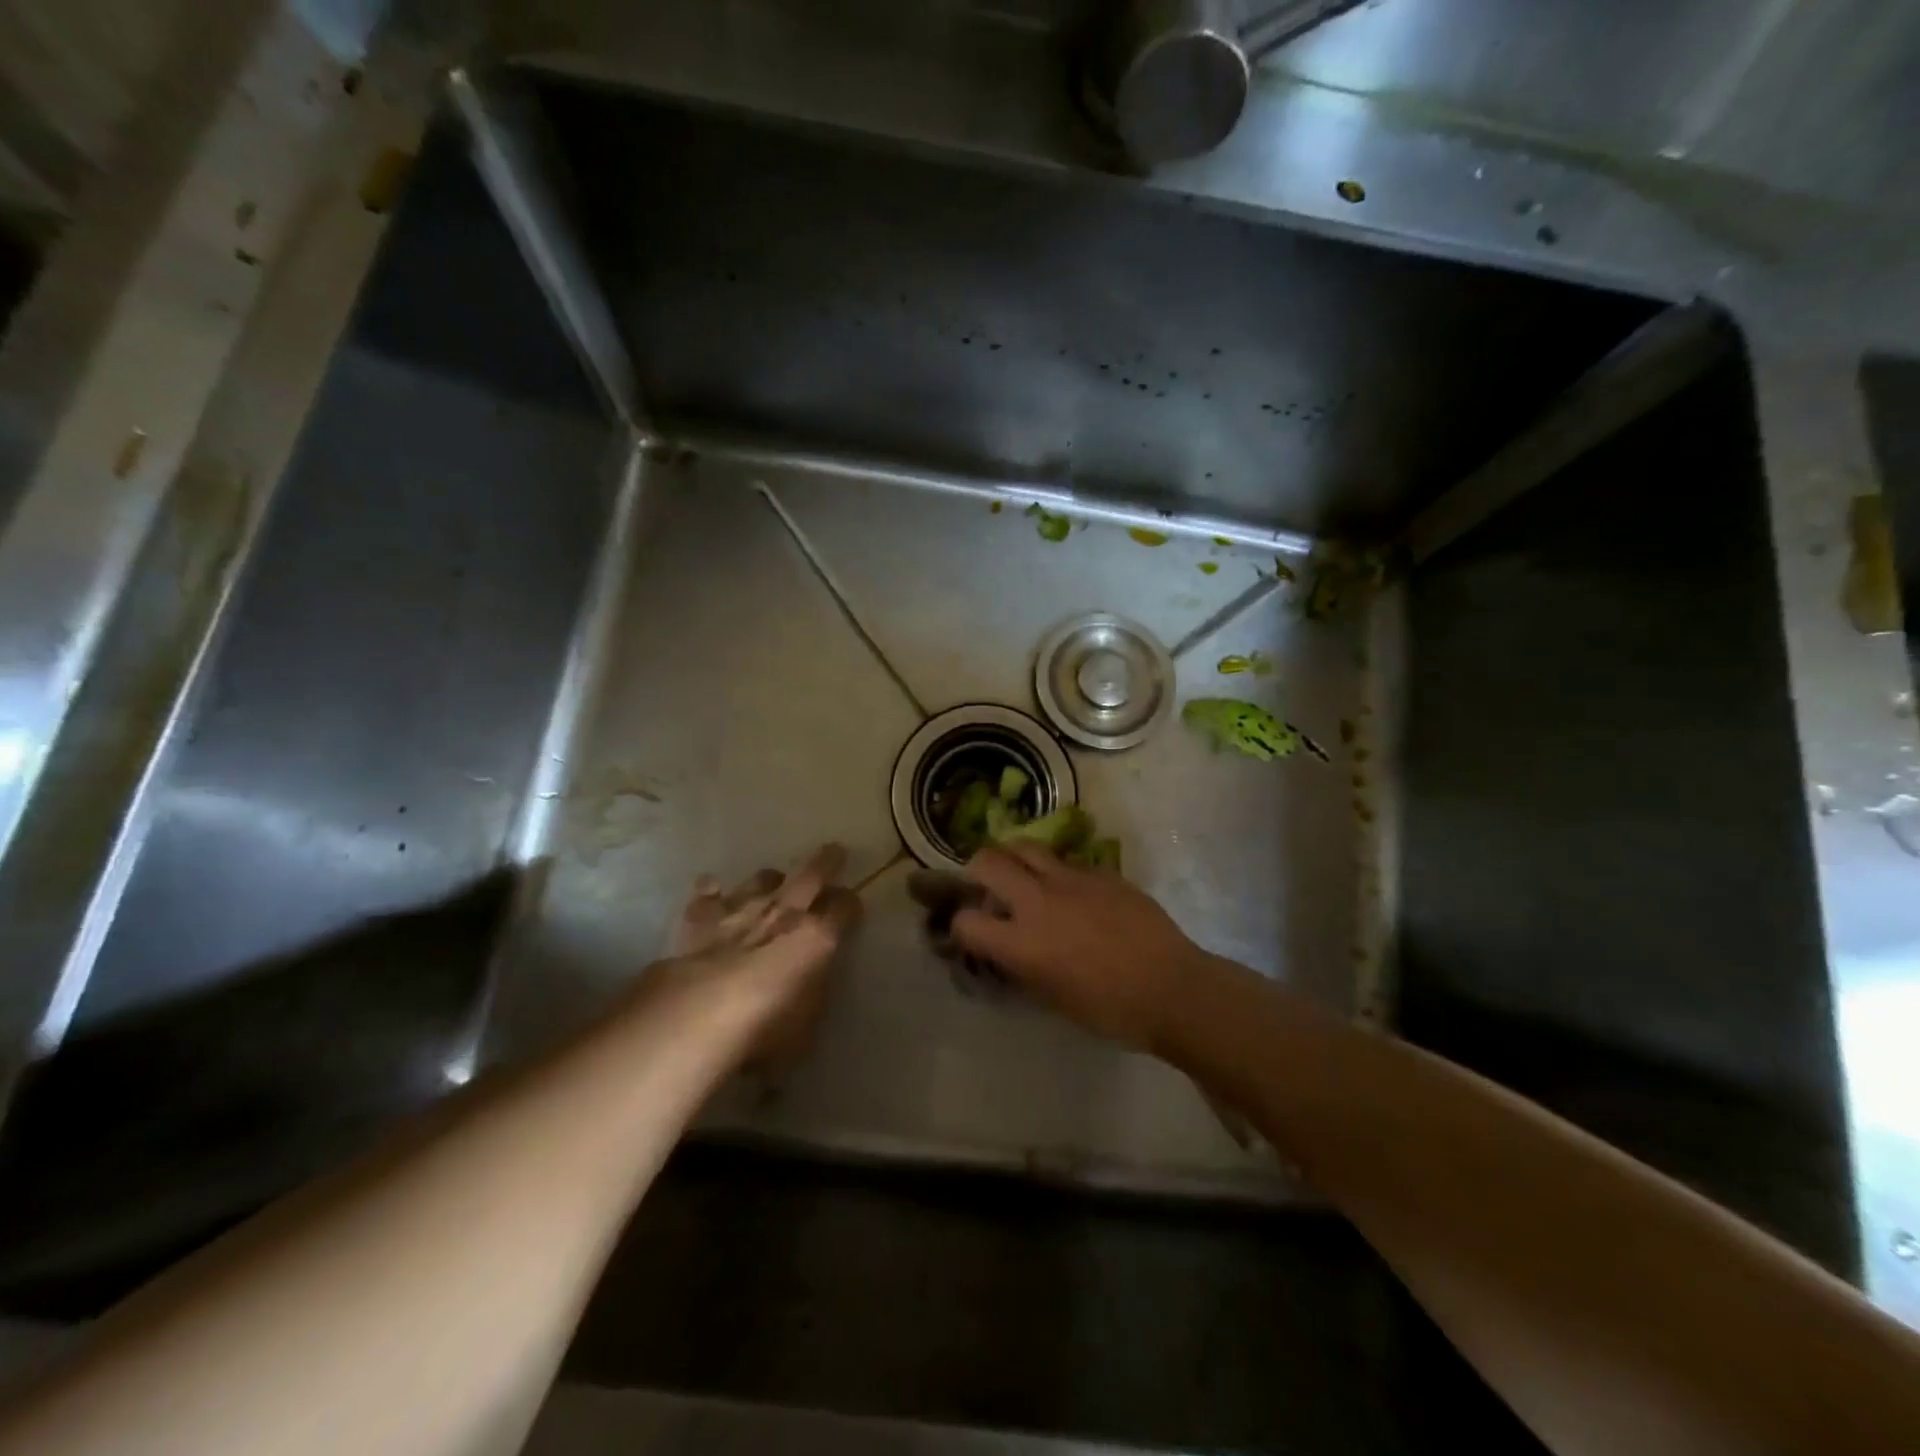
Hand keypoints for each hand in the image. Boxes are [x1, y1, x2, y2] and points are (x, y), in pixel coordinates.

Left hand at [654, 844, 859, 1073]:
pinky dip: (714, 892)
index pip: (845, 909)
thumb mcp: (806, 1027)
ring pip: (763, 878)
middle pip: (812, 874)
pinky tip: (713, 892)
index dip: (851, 906)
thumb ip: (812, 997)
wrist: (698, 1012)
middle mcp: (784, 913)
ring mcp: (741, 908)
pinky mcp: (701, 915)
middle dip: (827, 861)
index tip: (852, 906)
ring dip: (771, 879)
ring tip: (773, 881)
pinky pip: (709, 893)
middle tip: (834, 851)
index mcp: (818, 938)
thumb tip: (811, 986)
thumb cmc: (764, 1029)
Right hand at [952, 844, 1213, 1051]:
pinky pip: (1066, 862)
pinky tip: (1072, 894)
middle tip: (984, 885)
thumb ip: (1022, 967)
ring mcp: (1071, 880)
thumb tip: (1007, 951)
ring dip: (1013, 858)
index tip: (970, 932)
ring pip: (1025, 847)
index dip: (960, 926)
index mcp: (1022, 943)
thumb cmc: (1110, 1010)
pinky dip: (1056, 872)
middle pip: (987, 862)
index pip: (966, 921)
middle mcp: (1038, 902)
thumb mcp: (1053, 998)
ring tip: (1021, 875)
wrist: (1172, 988)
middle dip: (976, 870)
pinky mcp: (1100, 872)